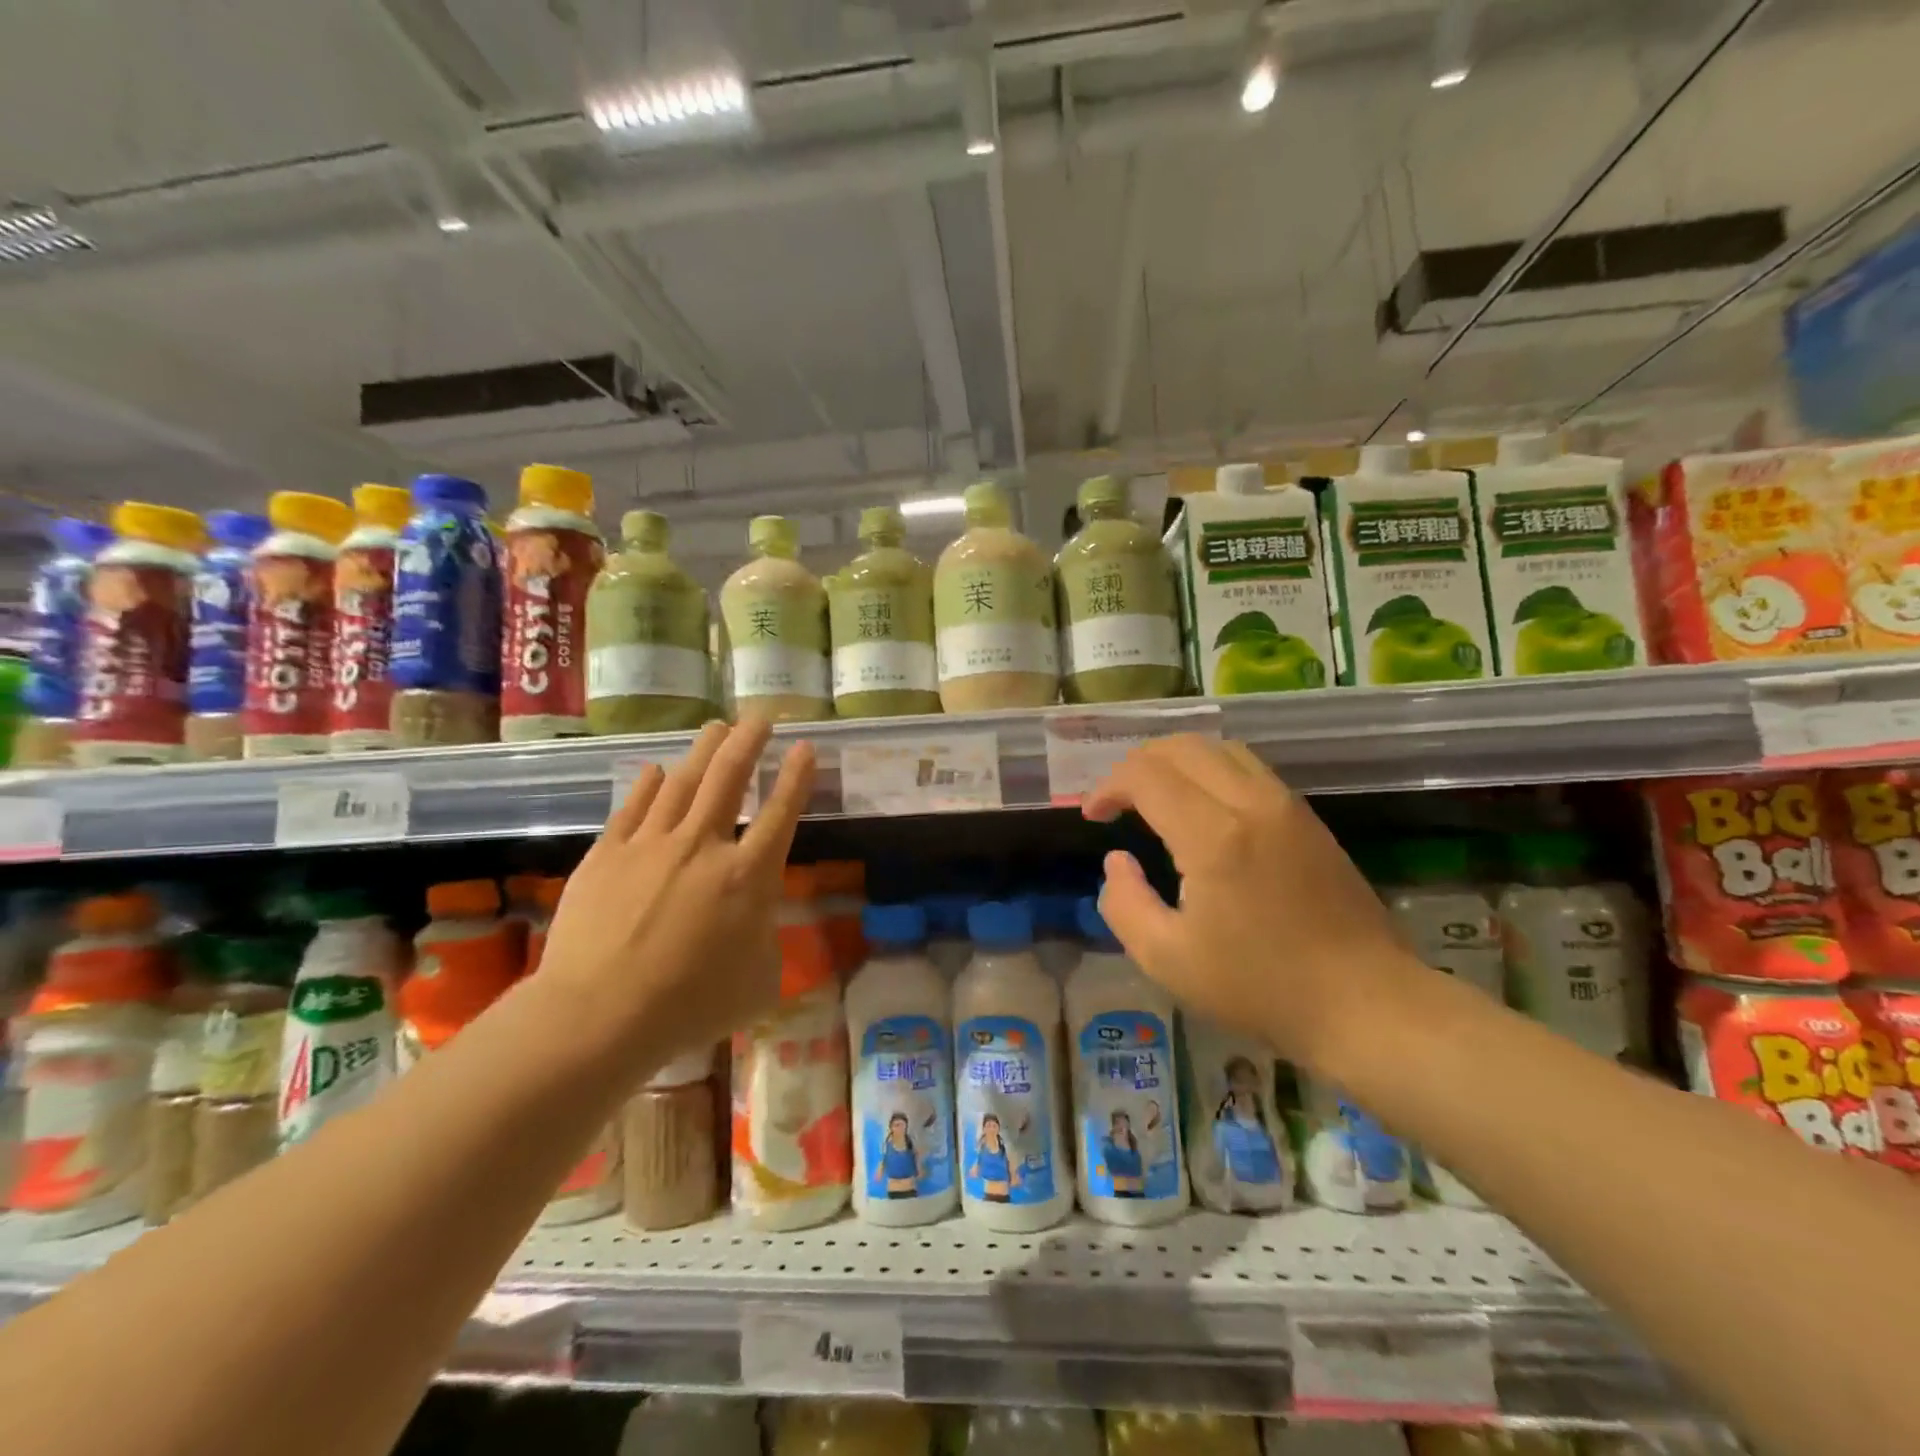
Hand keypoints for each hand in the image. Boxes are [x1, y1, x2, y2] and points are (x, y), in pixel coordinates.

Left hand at [536, 717, 814, 1083]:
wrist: (599, 1015)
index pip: (781, 814)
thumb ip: (766, 941)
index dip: (796, 777)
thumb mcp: (759, 982)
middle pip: (730, 778)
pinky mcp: (607, 855)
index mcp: (748, 877)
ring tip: (716, 727)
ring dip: (704, 750)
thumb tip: (756, 922)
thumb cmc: (690, 1006)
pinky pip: (633, 808)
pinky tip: (657, 769)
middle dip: (749, 742)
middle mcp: (703, 847)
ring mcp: (651, 845)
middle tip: (760, 716)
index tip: (804, 746)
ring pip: (683, 782)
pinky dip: (649, 785)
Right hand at [1083, 735, 1429, 1075]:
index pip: (1146, 775)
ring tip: (1155, 795)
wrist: (1366, 1004)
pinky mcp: (1308, 818)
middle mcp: (1251, 803)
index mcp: (1214, 836)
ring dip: (1176, 760)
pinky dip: (1210, 770)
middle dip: (1137, 763)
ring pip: (1220, 748)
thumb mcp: (1167, 960)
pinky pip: (1249, 768)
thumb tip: (1116, 861)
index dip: (1108, 786)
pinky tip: (1201, 808)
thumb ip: (1124, 904)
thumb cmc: (1261, 988)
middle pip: (1182, 746)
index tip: (1093, 816)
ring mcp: (1287, 805)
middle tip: (1117, 800)